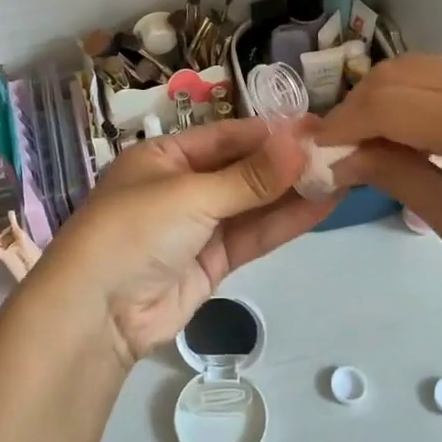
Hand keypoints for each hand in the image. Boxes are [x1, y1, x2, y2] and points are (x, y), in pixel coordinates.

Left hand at [36, 119, 335, 364]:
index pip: (226, 136)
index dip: (271, 132)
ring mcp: (198, 226)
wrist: (97, 315)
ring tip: (344, 174)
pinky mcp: (212, 262)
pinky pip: (253, 235)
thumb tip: (302, 143)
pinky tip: (322, 206)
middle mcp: (182, 186)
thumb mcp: (191, 195)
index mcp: (164, 156)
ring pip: (253, 204)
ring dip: (294, 191)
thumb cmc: (134, 230)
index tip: (317, 126)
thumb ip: (249, 177)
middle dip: (287, 162)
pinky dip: (285, 221)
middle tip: (341, 151)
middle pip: (243, 169)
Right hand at [316, 55, 441, 292]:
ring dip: (376, 98)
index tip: (315, 156)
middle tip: (337, 150)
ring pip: (409, 67)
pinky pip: (435, 72)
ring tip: (365, 140)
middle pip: (389, 75)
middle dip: (352, 109)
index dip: (340, 128)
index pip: (381, 105)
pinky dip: (405, 93)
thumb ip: (397, 177)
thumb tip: (341, 159)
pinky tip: (403, 127)